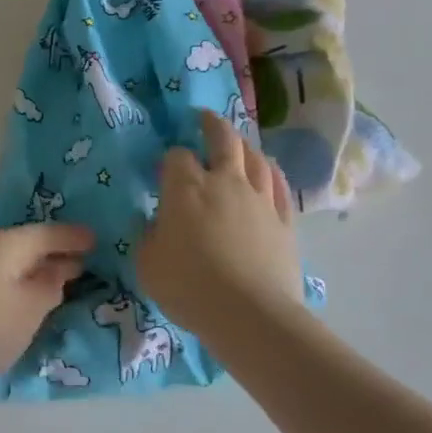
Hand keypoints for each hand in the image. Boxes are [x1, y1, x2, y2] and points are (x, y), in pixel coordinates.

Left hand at [0, 224, 93, 398]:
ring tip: (67, 283)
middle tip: (92, 263)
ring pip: (16, 265)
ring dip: (39, 272)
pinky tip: (33, 301)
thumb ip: (52, 285)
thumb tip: (62, 268)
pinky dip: (23, 287)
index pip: (51, 232)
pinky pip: (4, 282)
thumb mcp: (31, 307)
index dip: (77, 237)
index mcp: (9, 243)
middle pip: (31, 246)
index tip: (102, 241)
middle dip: (59, 253)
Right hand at [137, 110, 300, 335]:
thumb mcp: (147, 262)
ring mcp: (260, 200)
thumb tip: (155, 222)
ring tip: (239, 144)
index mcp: (185, 188)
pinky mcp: (285, 221)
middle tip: (205, 118)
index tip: (164, 170)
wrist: (248, 314)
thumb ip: (148, 235)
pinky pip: (281, 186)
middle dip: (212, 125)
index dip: (170, 159)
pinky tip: (269, 171)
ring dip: (245, 146)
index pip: (176, 157)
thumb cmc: (188, 286)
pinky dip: (272, 173)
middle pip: (223, 140)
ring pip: (256, 158)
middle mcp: (225, 182)